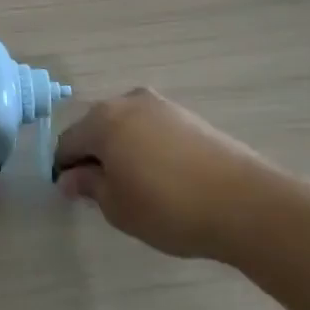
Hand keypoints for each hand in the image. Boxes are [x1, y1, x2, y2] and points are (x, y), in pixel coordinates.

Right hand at [54, 88, 270, 259]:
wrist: (245, 203)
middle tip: (103, 191)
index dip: (64, 169)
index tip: (72, 194)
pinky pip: (152, 129)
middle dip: (94, 155)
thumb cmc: (168, 207)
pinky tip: (161, 176)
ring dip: (122, 149)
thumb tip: (71, 177)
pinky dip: (147, 147)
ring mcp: (161, 106)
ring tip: (136, 185)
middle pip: (96, 128)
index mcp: (102, 120)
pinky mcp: (188, 116)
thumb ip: (89, 186)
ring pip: (126, 126)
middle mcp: (128, 102)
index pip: (68, 142)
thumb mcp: (117, 207)